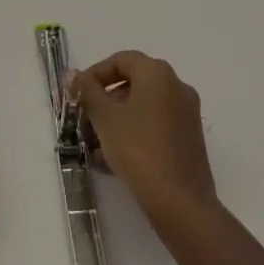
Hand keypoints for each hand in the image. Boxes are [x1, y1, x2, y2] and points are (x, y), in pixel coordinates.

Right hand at [69, 50, 216, 226]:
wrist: (181, 204)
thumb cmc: (139, 151)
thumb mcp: (105, 119)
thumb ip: (88, 92)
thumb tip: (73, 75)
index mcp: (157, 73)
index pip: (121, 60)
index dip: (95, 74)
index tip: (77, 95)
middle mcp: (176, 85)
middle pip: (133, 82)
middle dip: (105, 100)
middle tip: (84, 120)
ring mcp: (186, 113)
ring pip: (144, 106)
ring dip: (117, 119)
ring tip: (94, 144)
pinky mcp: (189, 138)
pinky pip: (156, 124)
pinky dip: (134, 132)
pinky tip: (114, 158)